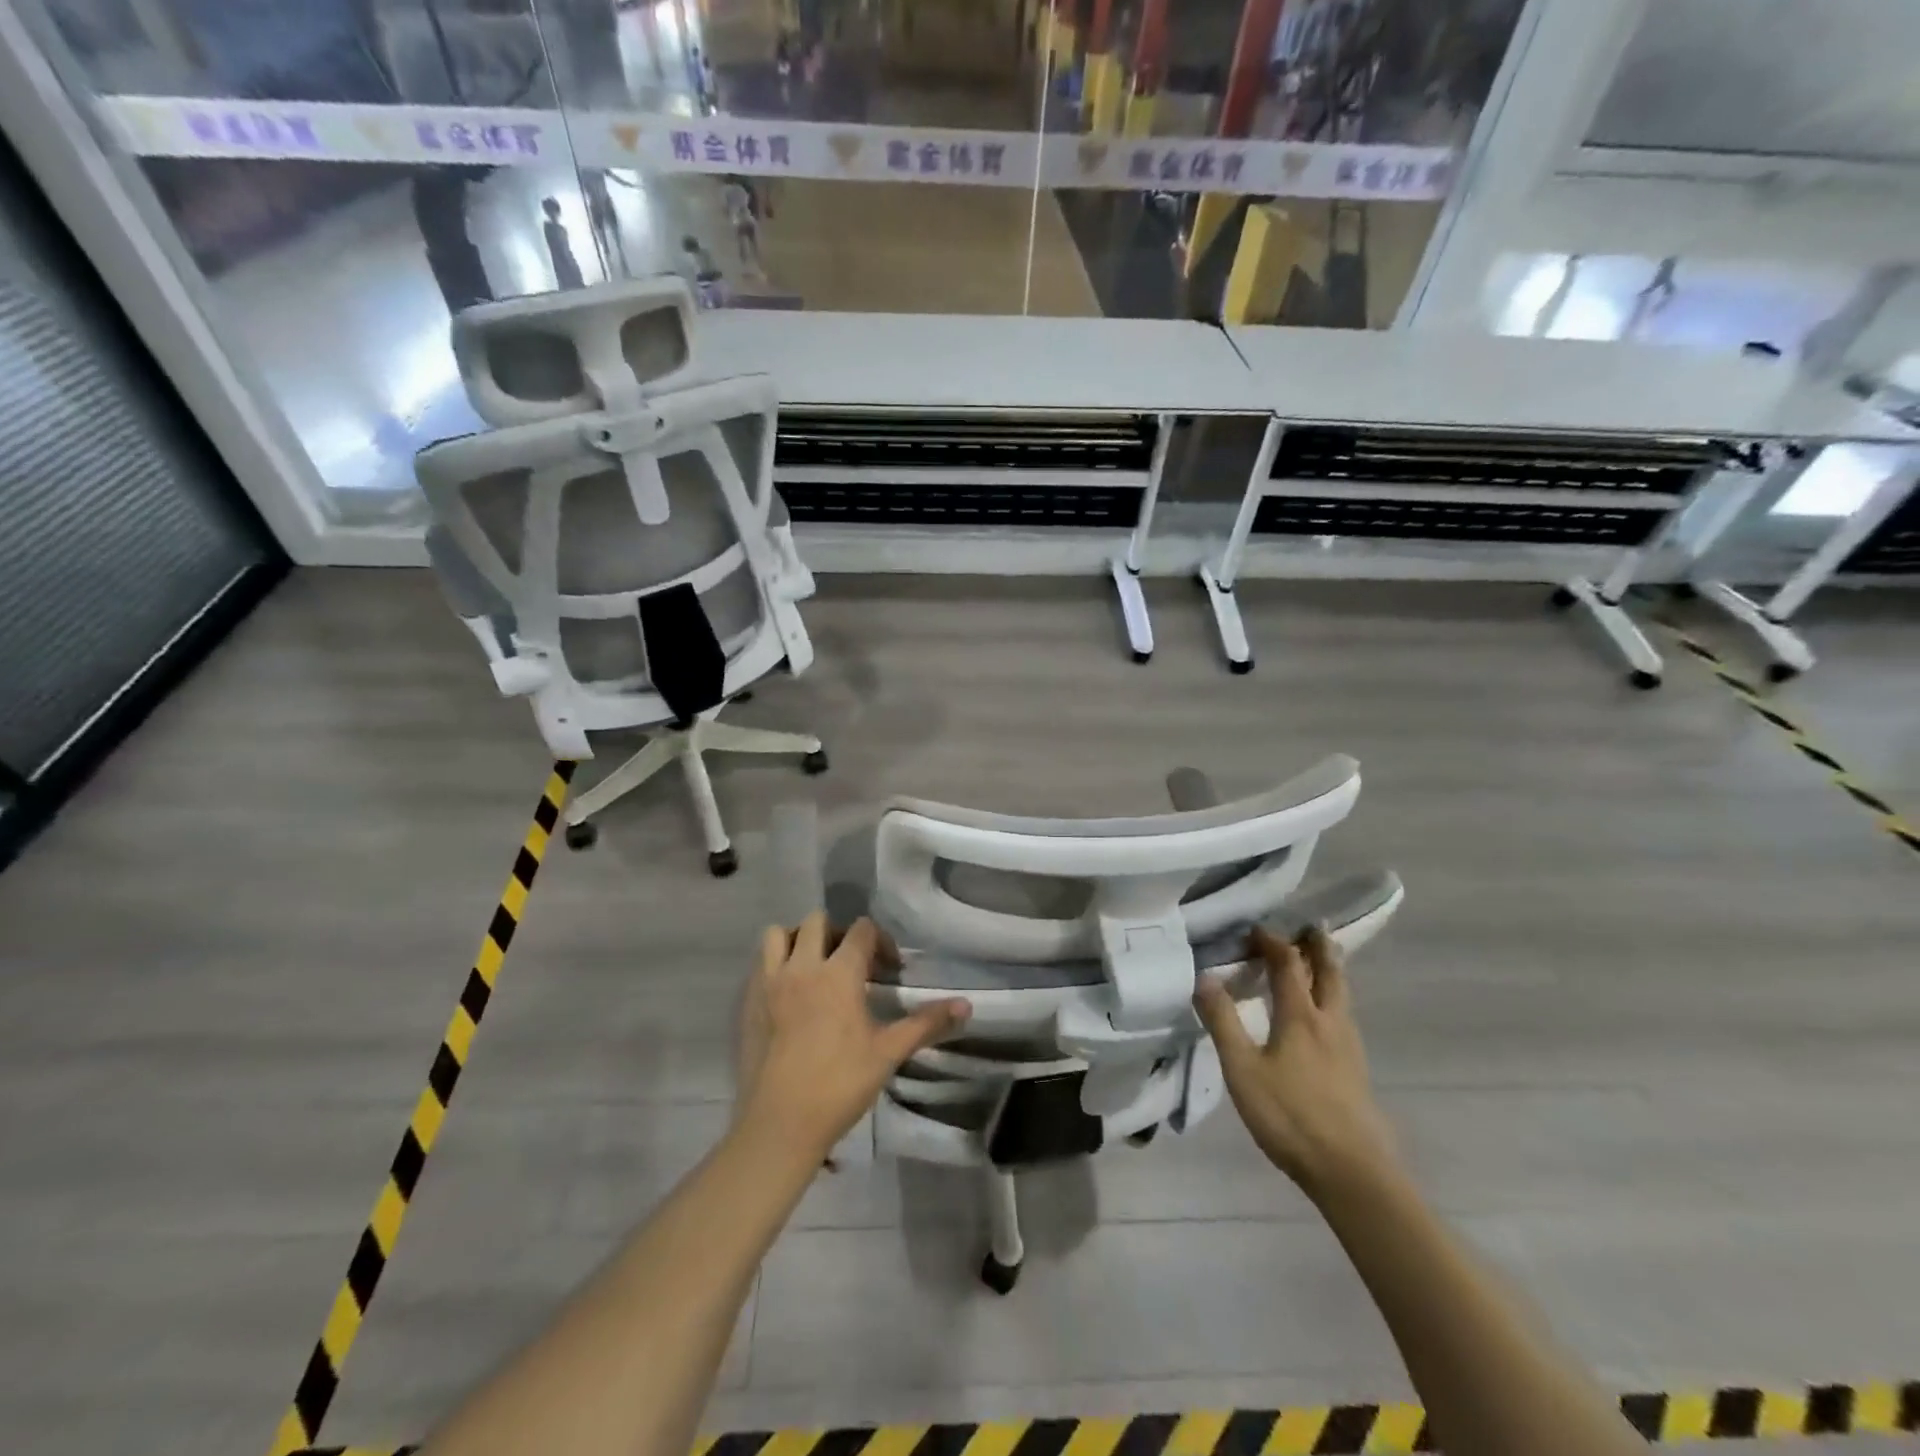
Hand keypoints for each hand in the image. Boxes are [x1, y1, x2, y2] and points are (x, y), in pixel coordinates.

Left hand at [736, 912, 969, 1160]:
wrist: (780, 1124)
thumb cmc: (839, 1085)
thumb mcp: (888, 1052)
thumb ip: (926, 1023)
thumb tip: (967, 1006)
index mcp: (838, 974)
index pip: (861, 929)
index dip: (880, 941)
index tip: (889, 969)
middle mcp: (802, 967)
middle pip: (817, 921)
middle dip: (838, 933)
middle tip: (851, 963)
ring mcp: (769, 982)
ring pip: (778, 934)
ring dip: (798, 940)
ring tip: (814, 968)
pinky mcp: (748, 1002)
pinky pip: (760, 964)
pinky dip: (775, 965)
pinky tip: (790, 996)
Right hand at [1193, 924, 1398, 1201]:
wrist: (1352, 1171)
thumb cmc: (1290, 1116)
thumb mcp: (1242, 1069)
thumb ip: (1223, 1022)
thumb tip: (1203, 977)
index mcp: (1301, 1016)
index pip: (1288, 964)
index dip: (1272, 942)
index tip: (1255, 930)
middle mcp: (1330, 1022)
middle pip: (1329, 973)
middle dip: (1318, 946)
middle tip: (1312, 926)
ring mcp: (1349, 1047)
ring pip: (1341, 995)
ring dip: (1329, 970)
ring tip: (1320, 960)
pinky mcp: (1356, 1069)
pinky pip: (1343, 1016)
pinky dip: (1333, 998)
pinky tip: (1325, 1016)